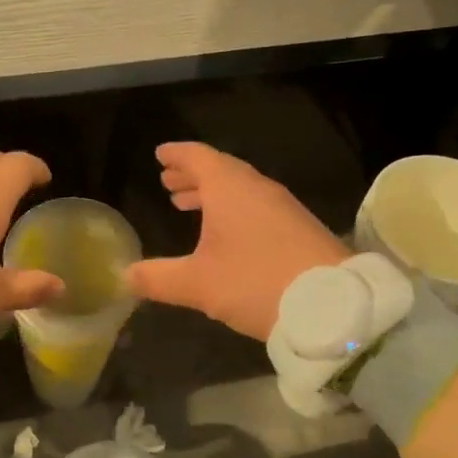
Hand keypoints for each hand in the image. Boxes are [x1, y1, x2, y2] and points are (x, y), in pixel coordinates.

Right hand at [127, 142, 347, 339]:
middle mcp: (257, 188)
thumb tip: (126, 275)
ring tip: (188, 204)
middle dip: (192, 175)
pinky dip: (234, 208)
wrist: (331, 304)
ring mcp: (283, 206)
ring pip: (240, 189)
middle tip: (169, 181)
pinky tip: (228, 232)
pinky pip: (257, 205)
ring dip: (213, 193)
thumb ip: (158, 278)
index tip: (160, 154)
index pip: (198, 157)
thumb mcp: (198, 284)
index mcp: (230, 188)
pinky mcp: (299, 227)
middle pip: (220, 170)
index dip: (177, 154)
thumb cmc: (255, 283)